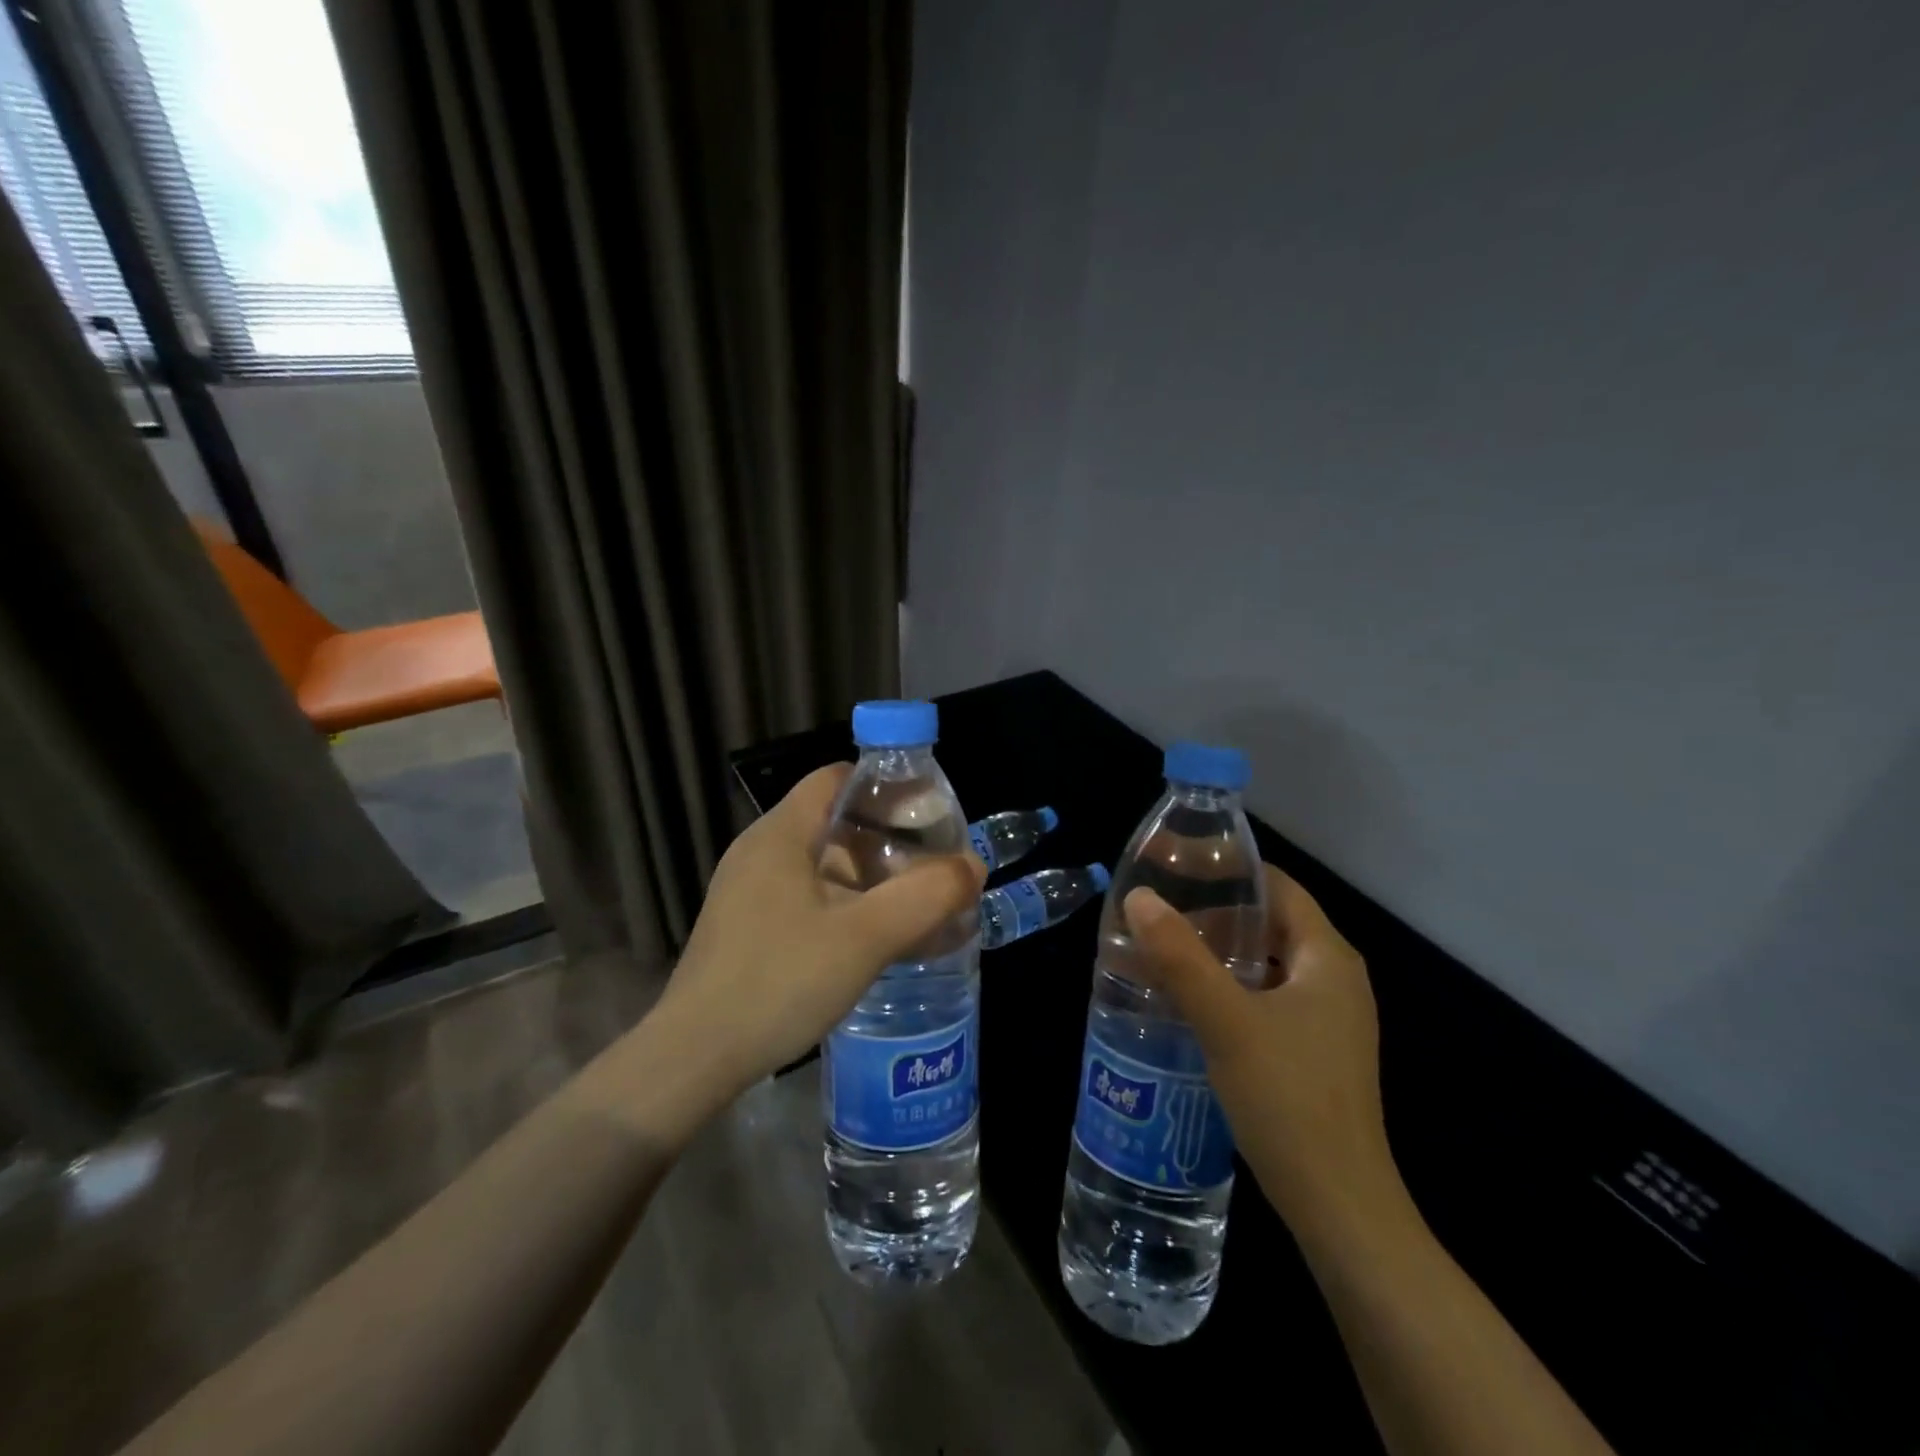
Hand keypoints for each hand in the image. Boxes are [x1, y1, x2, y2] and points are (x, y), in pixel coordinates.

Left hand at [654, 764, 985, 1096]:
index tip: (929, 814)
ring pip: (823, 865)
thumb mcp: (864, 938)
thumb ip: (925, 897)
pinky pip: (808, 899)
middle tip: (933, 864)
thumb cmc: (779, 981)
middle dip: (888, 840)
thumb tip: (973, 866)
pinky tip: (875, 940)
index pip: (836, 779)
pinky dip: (847, 906)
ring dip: (870, 878)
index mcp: (780, 835)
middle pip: (834, 823)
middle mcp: (760, 853)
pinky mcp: (748, 928)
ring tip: (915, 903)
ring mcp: (749, 893)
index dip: (885, 787)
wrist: (695, 1059)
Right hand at [1124, 866, 1399, 1231]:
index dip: (1226, 869)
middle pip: (1270, 922)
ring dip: (1217, 951)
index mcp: (1328, 957)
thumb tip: (1138, 898)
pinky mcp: (1313, 1051)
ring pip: (1266, 962)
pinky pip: (1266, 997)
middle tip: (1157, 909)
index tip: (1173, 864)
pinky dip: (1228, 986)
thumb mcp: (1226, 1021)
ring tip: (1162, 948)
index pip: (1277, 886)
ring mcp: (1327, 1019)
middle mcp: (1335, 979)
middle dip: (1213, 911)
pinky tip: (1188, 1000)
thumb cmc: (1289, 1100)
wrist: (1339, 1208)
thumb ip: (1180, 957)